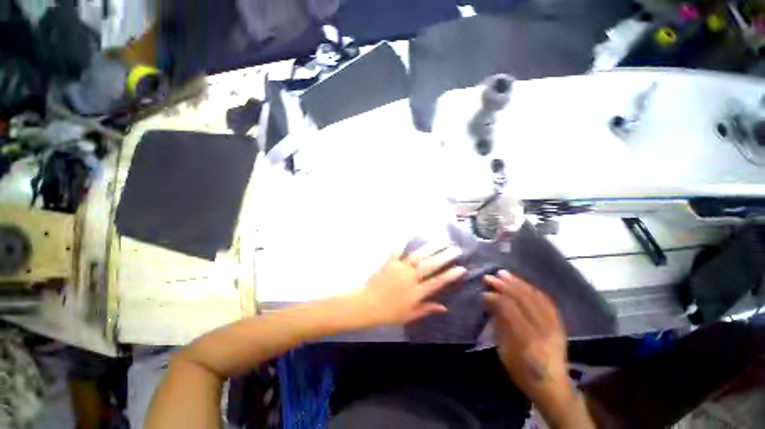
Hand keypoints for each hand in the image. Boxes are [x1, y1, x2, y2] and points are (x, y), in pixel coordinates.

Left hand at [348, 245, 466, 328]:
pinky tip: (411, 233)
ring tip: (442, 241)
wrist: (368, 305)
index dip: (451, 275)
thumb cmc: (389, 313)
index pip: (438, 282)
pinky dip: (404, 242)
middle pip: (431, 265)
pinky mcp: (390, 262)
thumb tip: (445, 307)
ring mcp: (400, 268)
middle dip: (445, 256)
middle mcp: (411, 278)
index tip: (461, 268)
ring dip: (431, 248)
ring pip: (419, 256)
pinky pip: (398, 250)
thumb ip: (427, 309)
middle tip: (456, 249)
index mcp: (417, 292)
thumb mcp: (410, 316)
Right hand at [483, 271, 574, 419]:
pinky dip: (533, 289)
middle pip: (523, 300)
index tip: (484, 292)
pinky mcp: (560, 325)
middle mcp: (543, 330)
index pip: (510, 310)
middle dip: (505, 286)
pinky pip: (547, 301)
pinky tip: (523, 283)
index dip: (496, 298)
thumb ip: (499, 325)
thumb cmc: (523, 372)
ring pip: (535, 297)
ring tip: (504, 273)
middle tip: (490, 277)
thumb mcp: (505, 352)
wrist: (553, 387)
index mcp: (527, 340)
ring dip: (518, 283)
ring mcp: (554, 326)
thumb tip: (490, 302)